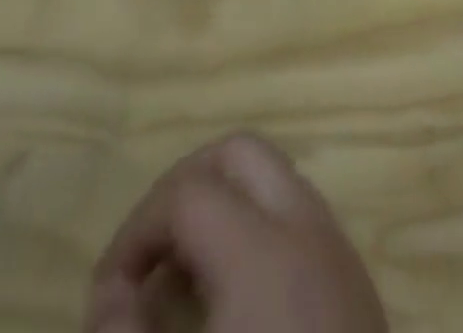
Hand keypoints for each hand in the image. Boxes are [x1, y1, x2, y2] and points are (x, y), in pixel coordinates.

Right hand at [87, 134, 387, 332]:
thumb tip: (110, 293)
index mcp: (266, 251)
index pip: (188, 193)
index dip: (134, 232)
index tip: (105, 300)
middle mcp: (310, 230)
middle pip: (240, 154)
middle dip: (184, 190)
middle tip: (146, 261)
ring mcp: (341, 254)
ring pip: (274, 182)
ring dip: (221, 210)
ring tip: (180, 284)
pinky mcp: (358, 288)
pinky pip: (298, 221)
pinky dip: (256, 233)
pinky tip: (232, 307)